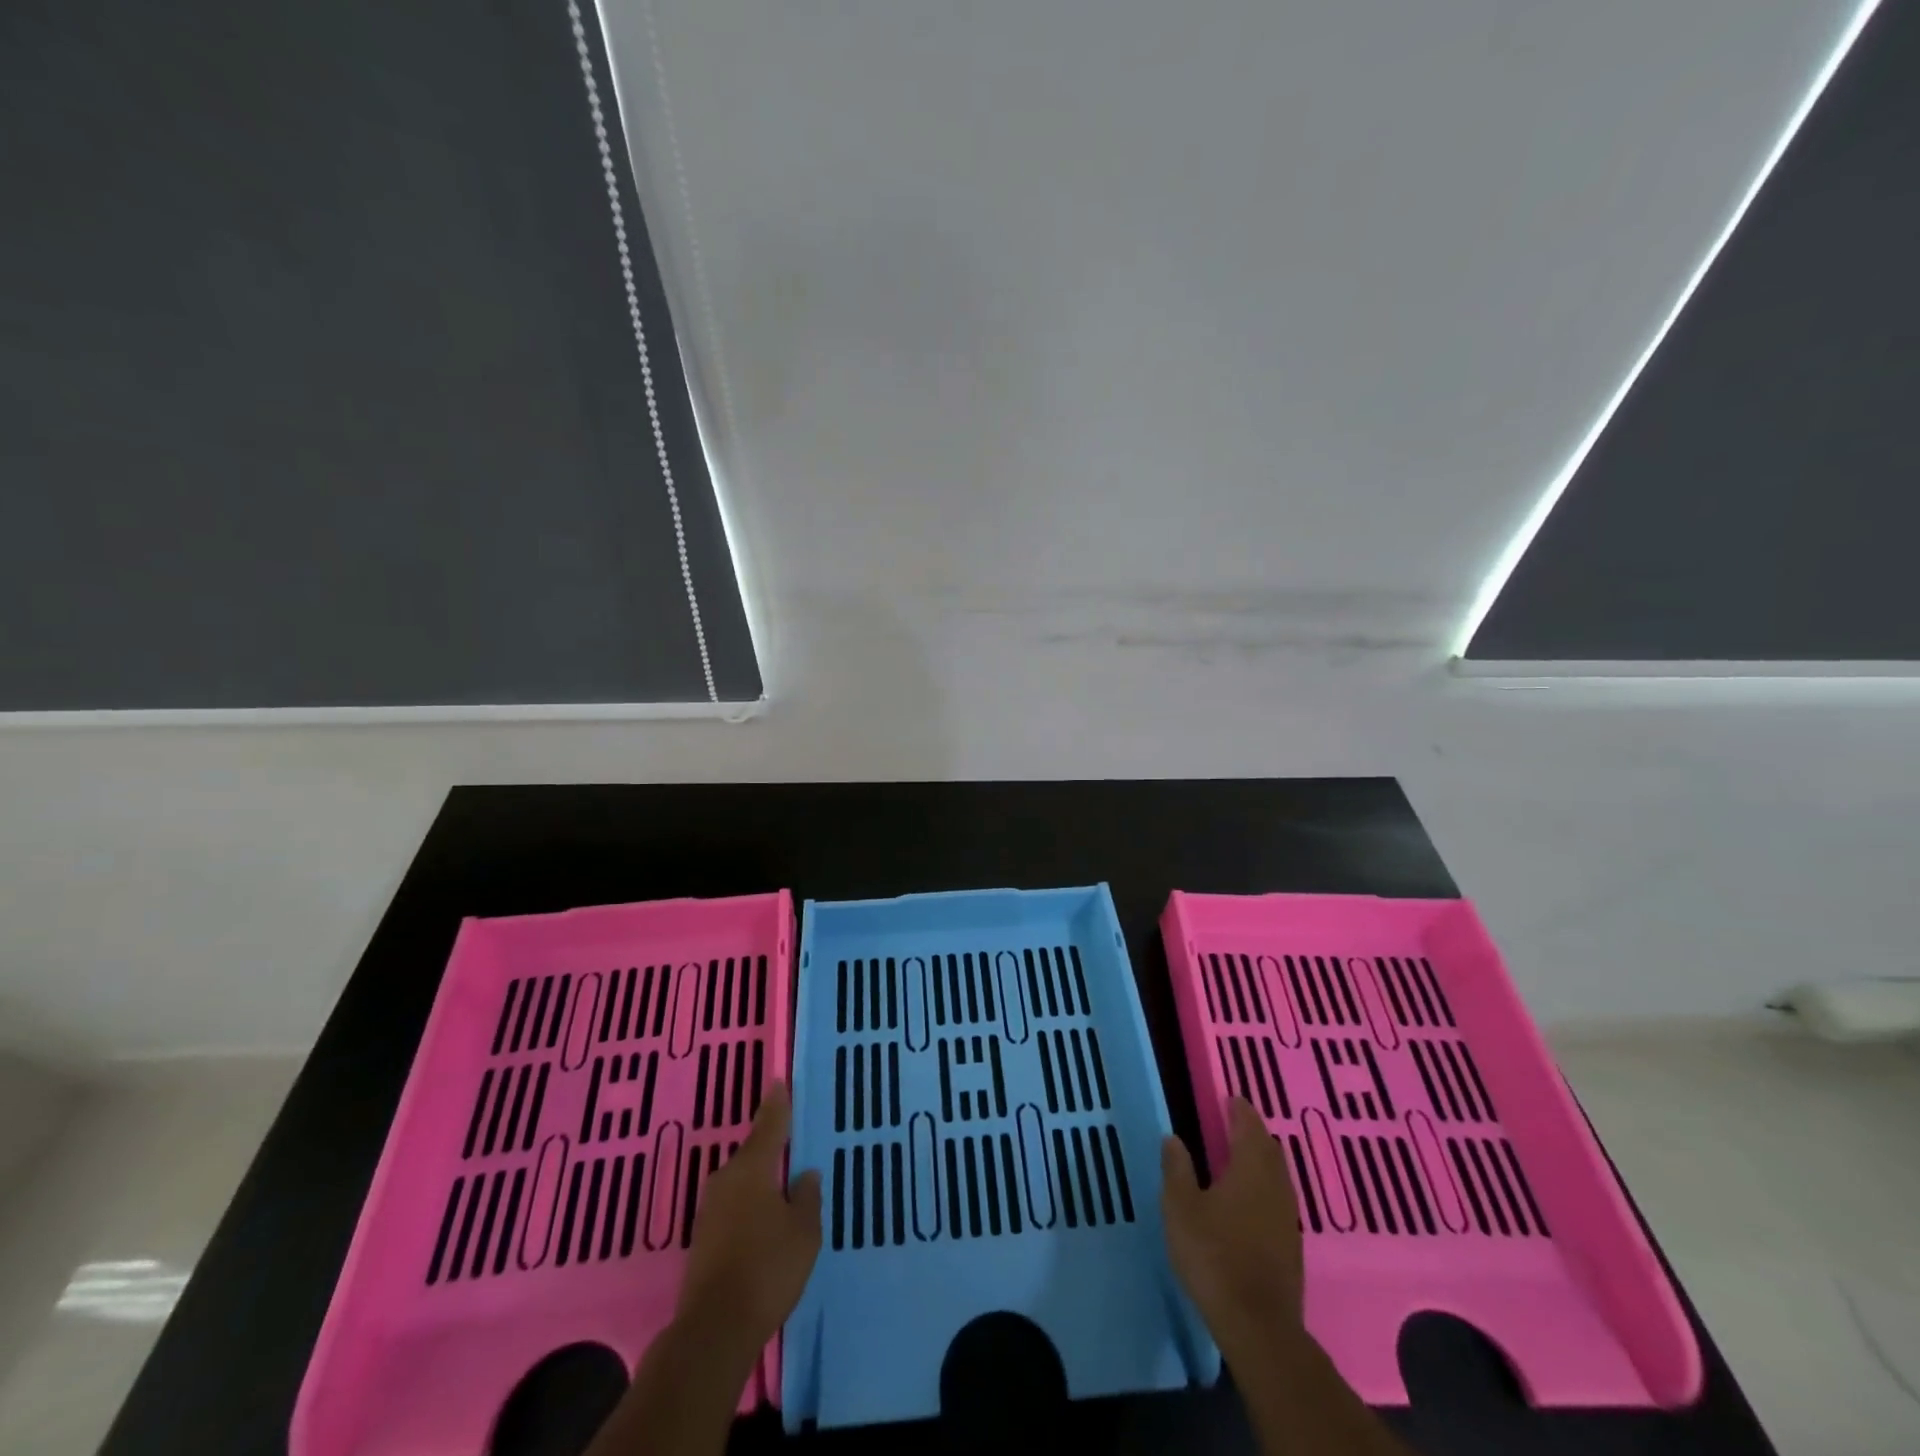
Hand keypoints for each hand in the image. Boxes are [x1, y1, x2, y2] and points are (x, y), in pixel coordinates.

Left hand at [676, 1082, 822, 1356]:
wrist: (713, 1332)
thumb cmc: (767, 1270)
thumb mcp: (803, 1232)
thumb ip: (807, 1198)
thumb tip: (804, 1174)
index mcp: (752, 1168)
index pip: (769, 1125)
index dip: (777, 1105)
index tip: (779, 1083)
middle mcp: (726, 1180)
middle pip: (752, 1154)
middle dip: (770, 1148)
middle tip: (790, 1141)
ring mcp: (709, 1211)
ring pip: (741, 1182)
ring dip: (759, 1180)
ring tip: (781, 1183)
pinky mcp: (702, 1240)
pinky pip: (733, 1207)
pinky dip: (749, 1205)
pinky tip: (762, 1220)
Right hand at [1161, 1097, 1304, 1358]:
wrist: (1258, 1326)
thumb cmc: (1213, 1256)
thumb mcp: (1180, 1208)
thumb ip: (1177, 1169)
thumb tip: (1173, 1137)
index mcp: (1250, 1170)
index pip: (1249, 1128)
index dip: (1241, 1111)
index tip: (1231, 1099)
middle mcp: (1275, 1187)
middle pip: (1269, 1149)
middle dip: (1254, 1133)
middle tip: (1235, 1122)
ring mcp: (1287, 1218)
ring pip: (1277, 1175)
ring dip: (1261, 1160)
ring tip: (1241, 1156)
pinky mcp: (1290, 1246)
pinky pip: (1278, 1199)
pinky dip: (1265, 1186)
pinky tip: (1250, 1199)